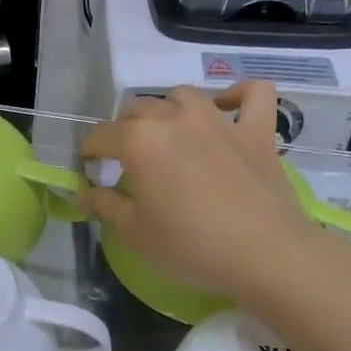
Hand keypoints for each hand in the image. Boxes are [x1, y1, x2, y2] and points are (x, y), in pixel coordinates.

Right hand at [80, 83, 333, 308]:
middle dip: (123, 131)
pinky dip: (238, 96)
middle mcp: (175, 118)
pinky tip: (228, 108)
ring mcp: (219, 120)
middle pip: (137, 110)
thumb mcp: (134, 233)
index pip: (100, 136)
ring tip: (168, 135)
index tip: (90, 174)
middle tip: (127, 162)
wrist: (266, 255)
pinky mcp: (257, 131)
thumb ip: (103, 206)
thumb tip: (83, 192)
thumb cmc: (191, 246)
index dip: (89, 155)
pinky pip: (252, 94)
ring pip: (182, 96)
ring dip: (168, 110)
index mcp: (139, 140)